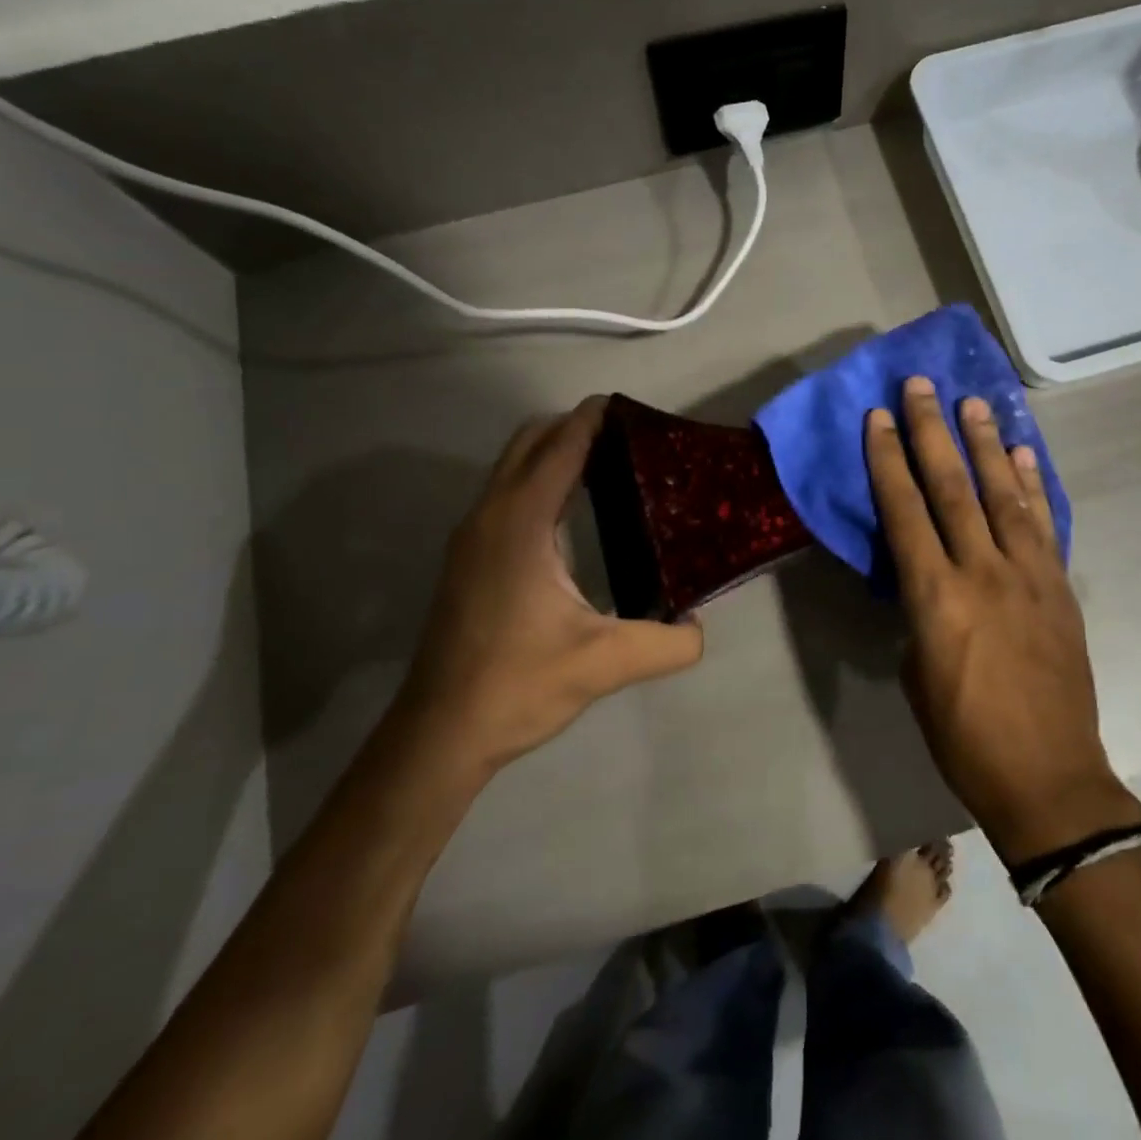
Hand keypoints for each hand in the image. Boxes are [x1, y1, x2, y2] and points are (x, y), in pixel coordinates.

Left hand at [404, 397, 704, 778]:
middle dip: (574, 426)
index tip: (632, 407)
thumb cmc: (519, 685)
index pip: (560, 446)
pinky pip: (506, 492)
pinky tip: (572, 513)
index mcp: (521, 523)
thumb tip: (699, 625)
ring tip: (610, 466)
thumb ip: (668, 642)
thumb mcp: (606, 663)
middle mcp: (491, 515)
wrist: (441, 731)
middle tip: (630, 441)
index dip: (593, 418)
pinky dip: (539, 479)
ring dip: (554, 451)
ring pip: (513, 466)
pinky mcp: (469, 557)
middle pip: (531, 441)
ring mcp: (472, 535)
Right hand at [866, 376, 1140, 862]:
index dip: (888, 459)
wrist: (1047, 777)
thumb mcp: (916, 673)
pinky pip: (1043, 524)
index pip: (904, 510)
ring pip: (1002, 494)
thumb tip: (927, 580)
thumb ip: (919, 613)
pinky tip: (1022, 453)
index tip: (878, 417)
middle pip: (952, 487)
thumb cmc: (963, 735)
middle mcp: (982, 571)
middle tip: (921, 385)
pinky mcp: (1060, 587)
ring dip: (984, 443)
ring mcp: (1028, 575)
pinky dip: (1031, 485)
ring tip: (972, 401)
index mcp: (935, 596)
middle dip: (932, 431)